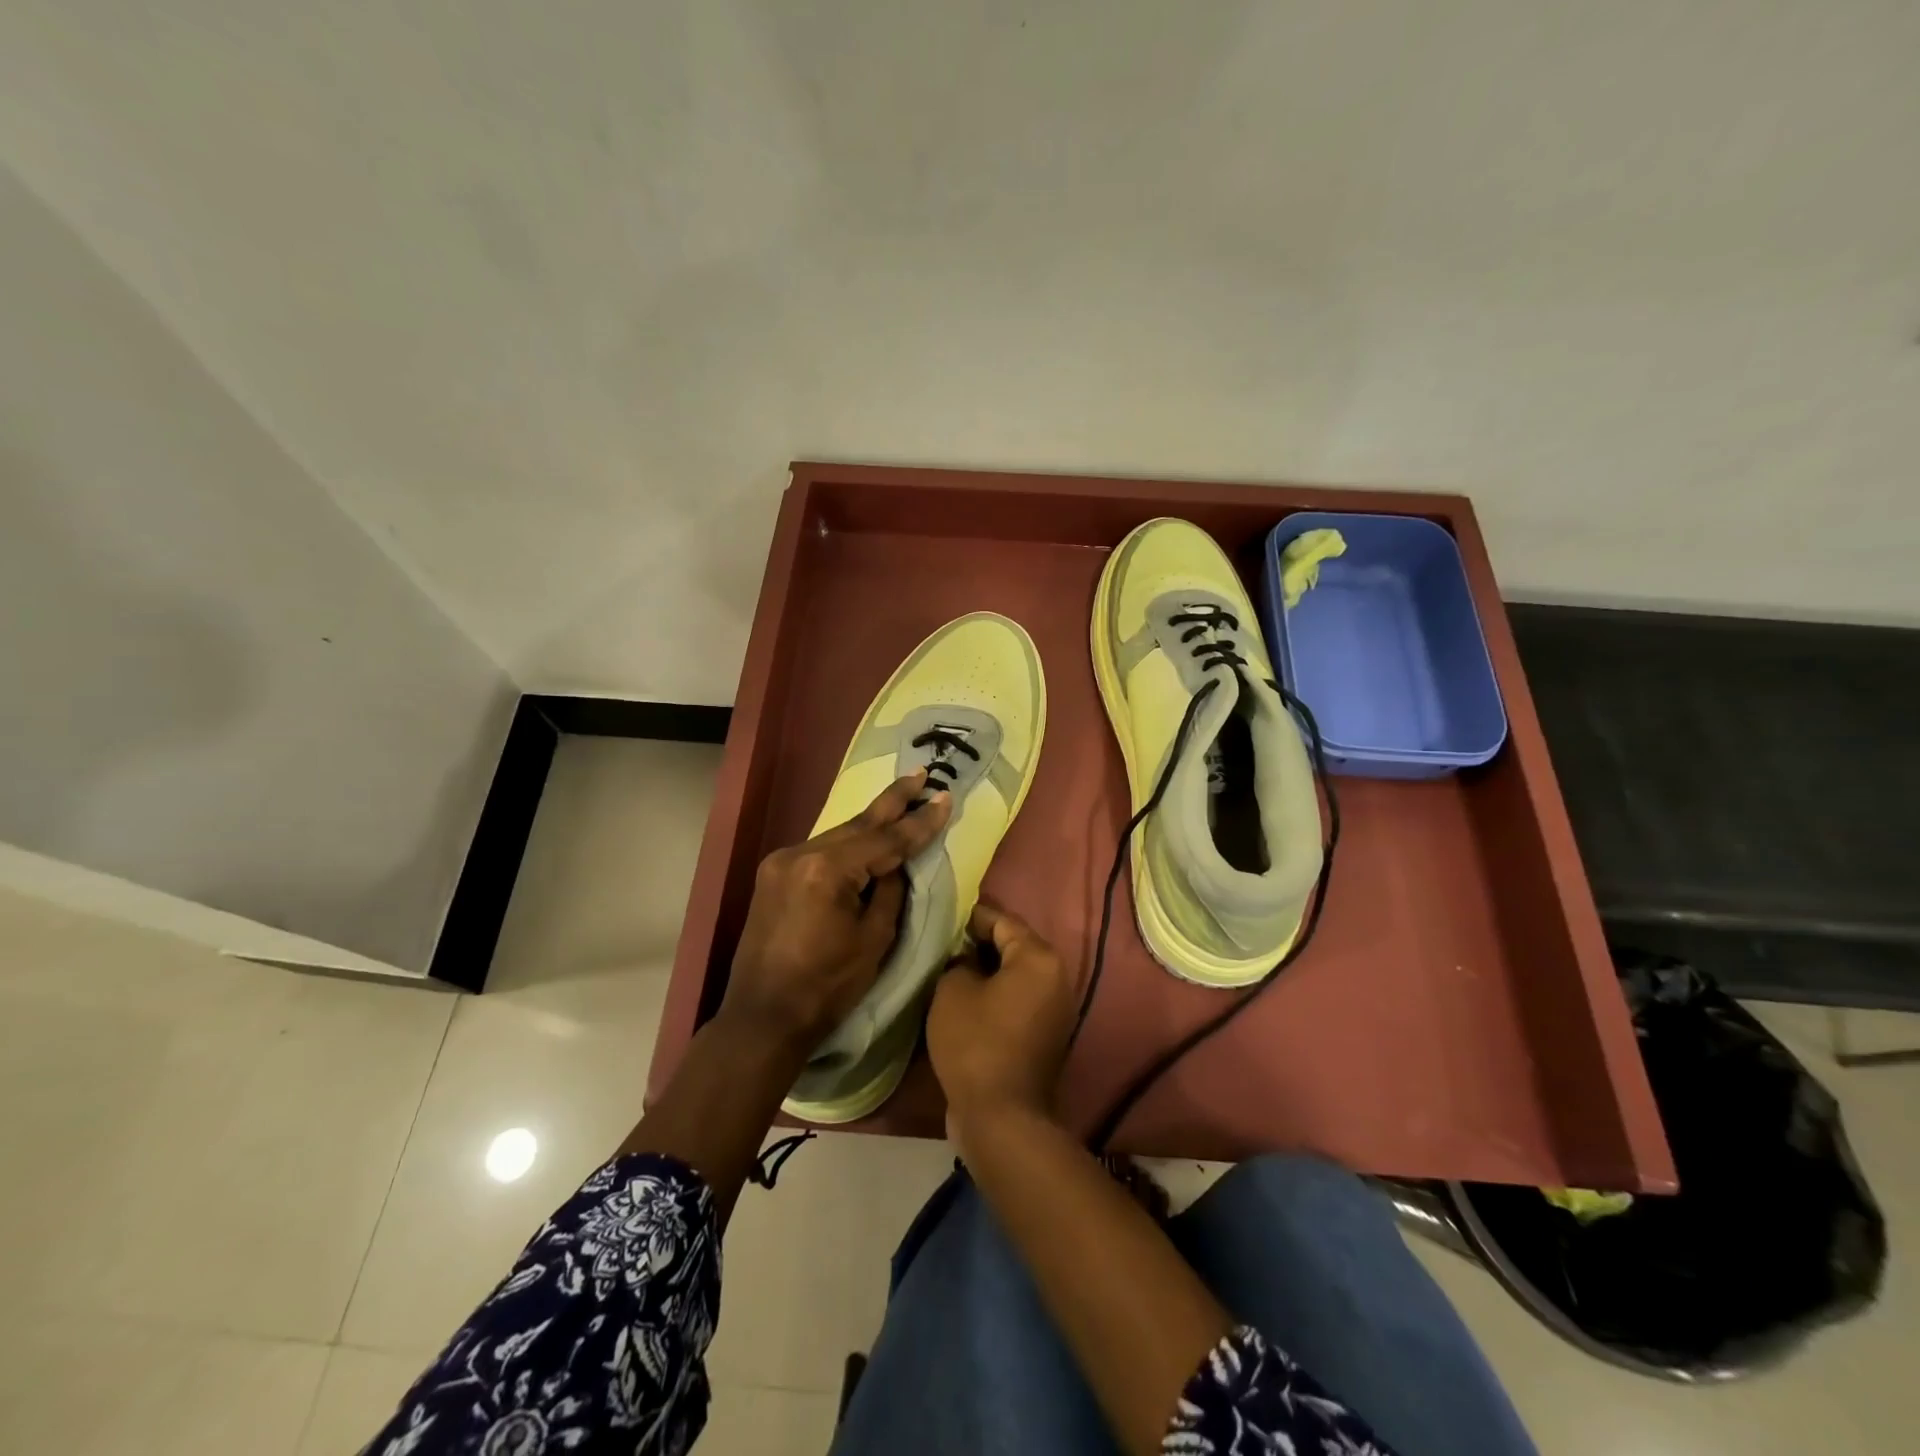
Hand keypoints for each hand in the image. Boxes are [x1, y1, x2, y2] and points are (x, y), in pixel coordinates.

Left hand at [722, 770, 951, 1052]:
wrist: (763, 1017)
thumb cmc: (826, 986)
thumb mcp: (874, 939)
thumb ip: (888, 891)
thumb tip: (894, 865)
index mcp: (826, 870)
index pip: (885, 840)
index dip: (919, 822)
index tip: (945, 798)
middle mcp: (799, 854)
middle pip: (858, 825)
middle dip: (893, 802)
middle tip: (921, 775)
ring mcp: (781, 861)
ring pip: (839, 835)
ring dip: (872, 823)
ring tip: (903, 798)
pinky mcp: (774, 874)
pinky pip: (821, 850)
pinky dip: (848, 844)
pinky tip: (868, 834)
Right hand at [928, 903, 1076, 1135]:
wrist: (1002, 1117)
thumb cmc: (976, 1044)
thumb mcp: (953, 991)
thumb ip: (959, 962)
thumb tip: (967, 961)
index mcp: (1039, 958)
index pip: (1002, 920)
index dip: (972, 916)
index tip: (946, 916)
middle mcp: (1057, 977)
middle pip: (1014, 945)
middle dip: (980, 942)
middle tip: (946, 944)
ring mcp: (1057, 1008)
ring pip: (1018, 974)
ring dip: (989, 970)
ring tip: (953, 970)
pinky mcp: (1048, 1034)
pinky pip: (1020, 999)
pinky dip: (998, 994)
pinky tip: (969, 1000)